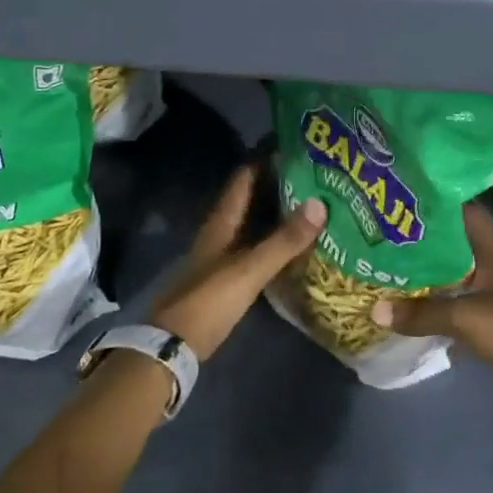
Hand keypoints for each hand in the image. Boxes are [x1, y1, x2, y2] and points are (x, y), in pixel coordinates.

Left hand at [149, 163, 325, 360]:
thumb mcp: (249, 270)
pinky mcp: (229, 279)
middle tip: (315, 174)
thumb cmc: (207, 302)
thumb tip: (320, 203)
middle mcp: (221, 233)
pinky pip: (258, 248)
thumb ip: (283, 241)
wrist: (172, 348)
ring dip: (279, 212)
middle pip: (251, 199)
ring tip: (315, 203)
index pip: (244, 177)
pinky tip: (297, 243)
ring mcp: (223, 257)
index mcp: (221, 223)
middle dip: (278, 184)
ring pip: (255, 224)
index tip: (295, 144)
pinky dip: (277, 241)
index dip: (265, 158)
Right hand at [370, 203, 492, 405]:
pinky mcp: (486, 315)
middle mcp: (489, 264)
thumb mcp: (463, 318)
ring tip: (391, 260)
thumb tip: (374, 310)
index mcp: (489, 252)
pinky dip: (433, 296)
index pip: (467, 212)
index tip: (408, 196)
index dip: (441, 200)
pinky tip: (409, 299)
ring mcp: (488, 290)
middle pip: (454, 241)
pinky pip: (453, 296)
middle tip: (388, 229)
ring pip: (452, 269)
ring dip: (427, 267)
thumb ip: (421, 314)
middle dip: (425, 236)